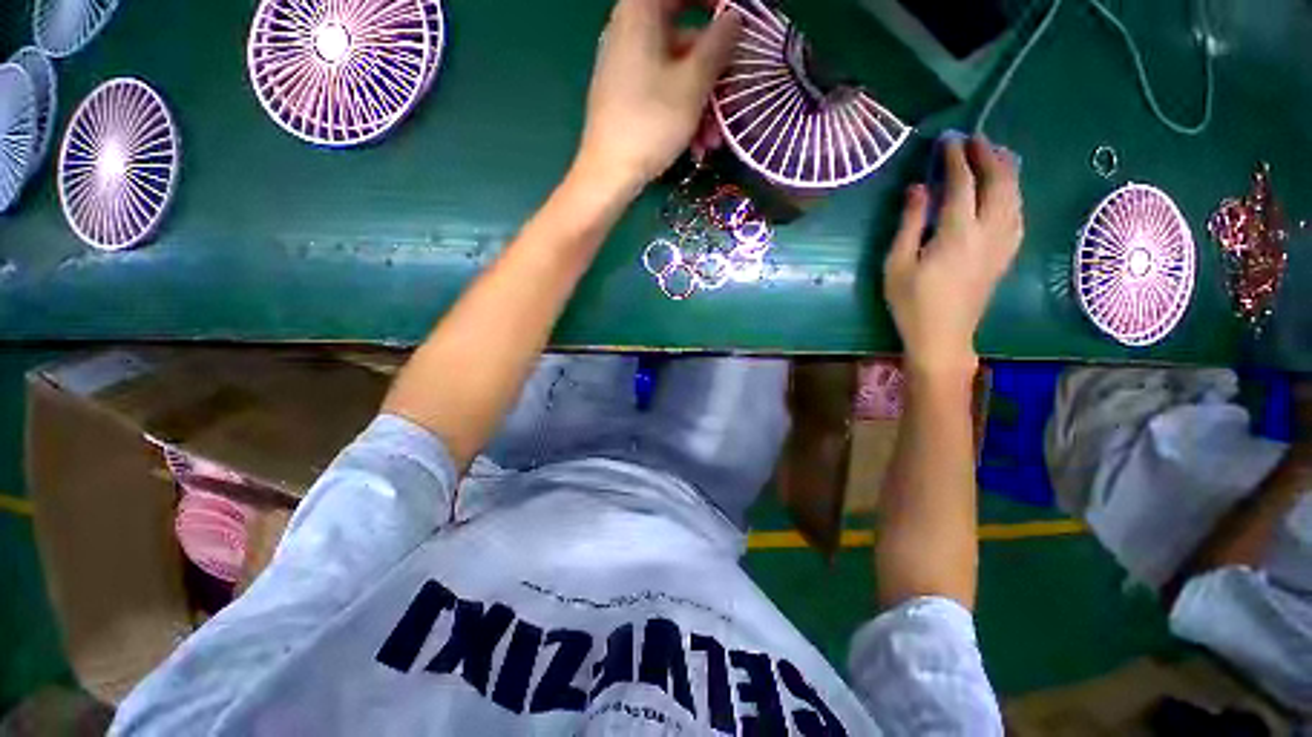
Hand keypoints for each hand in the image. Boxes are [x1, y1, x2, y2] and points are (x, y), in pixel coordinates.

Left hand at [574, 0, 741, 197]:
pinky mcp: (626, 96)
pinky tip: (696, 145)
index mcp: (640, 13)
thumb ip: (719, 44)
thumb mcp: (693, 83)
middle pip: (684, 37)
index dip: (714, 3)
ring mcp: (626, 66)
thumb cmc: (651, 123)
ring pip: (676, 72)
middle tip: (734, 97)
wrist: (609, 174)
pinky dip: (682, 113)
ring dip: (702, 104)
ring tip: (713, 140)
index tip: (737, 27)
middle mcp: (629, 31)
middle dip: (715, 73)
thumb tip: (734, 18)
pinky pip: (662, 92)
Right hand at [884, 136, 1023, 377]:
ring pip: (1015, 196)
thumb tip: (918, 188)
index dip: (956, 158)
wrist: (942, 337)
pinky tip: (1006, 191)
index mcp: (957, 233)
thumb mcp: (897, 265)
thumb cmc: (911, 303)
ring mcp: (1002, 244)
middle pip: (999, 183)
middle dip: (989, 156)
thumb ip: (909, 224)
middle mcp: (988, 232)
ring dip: (1007, 171)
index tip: (949, 139)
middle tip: (976, 139)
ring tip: (995, 155)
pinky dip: (1013, 194)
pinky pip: (1018, 214)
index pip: (962, 183)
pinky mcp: (1005, 255)